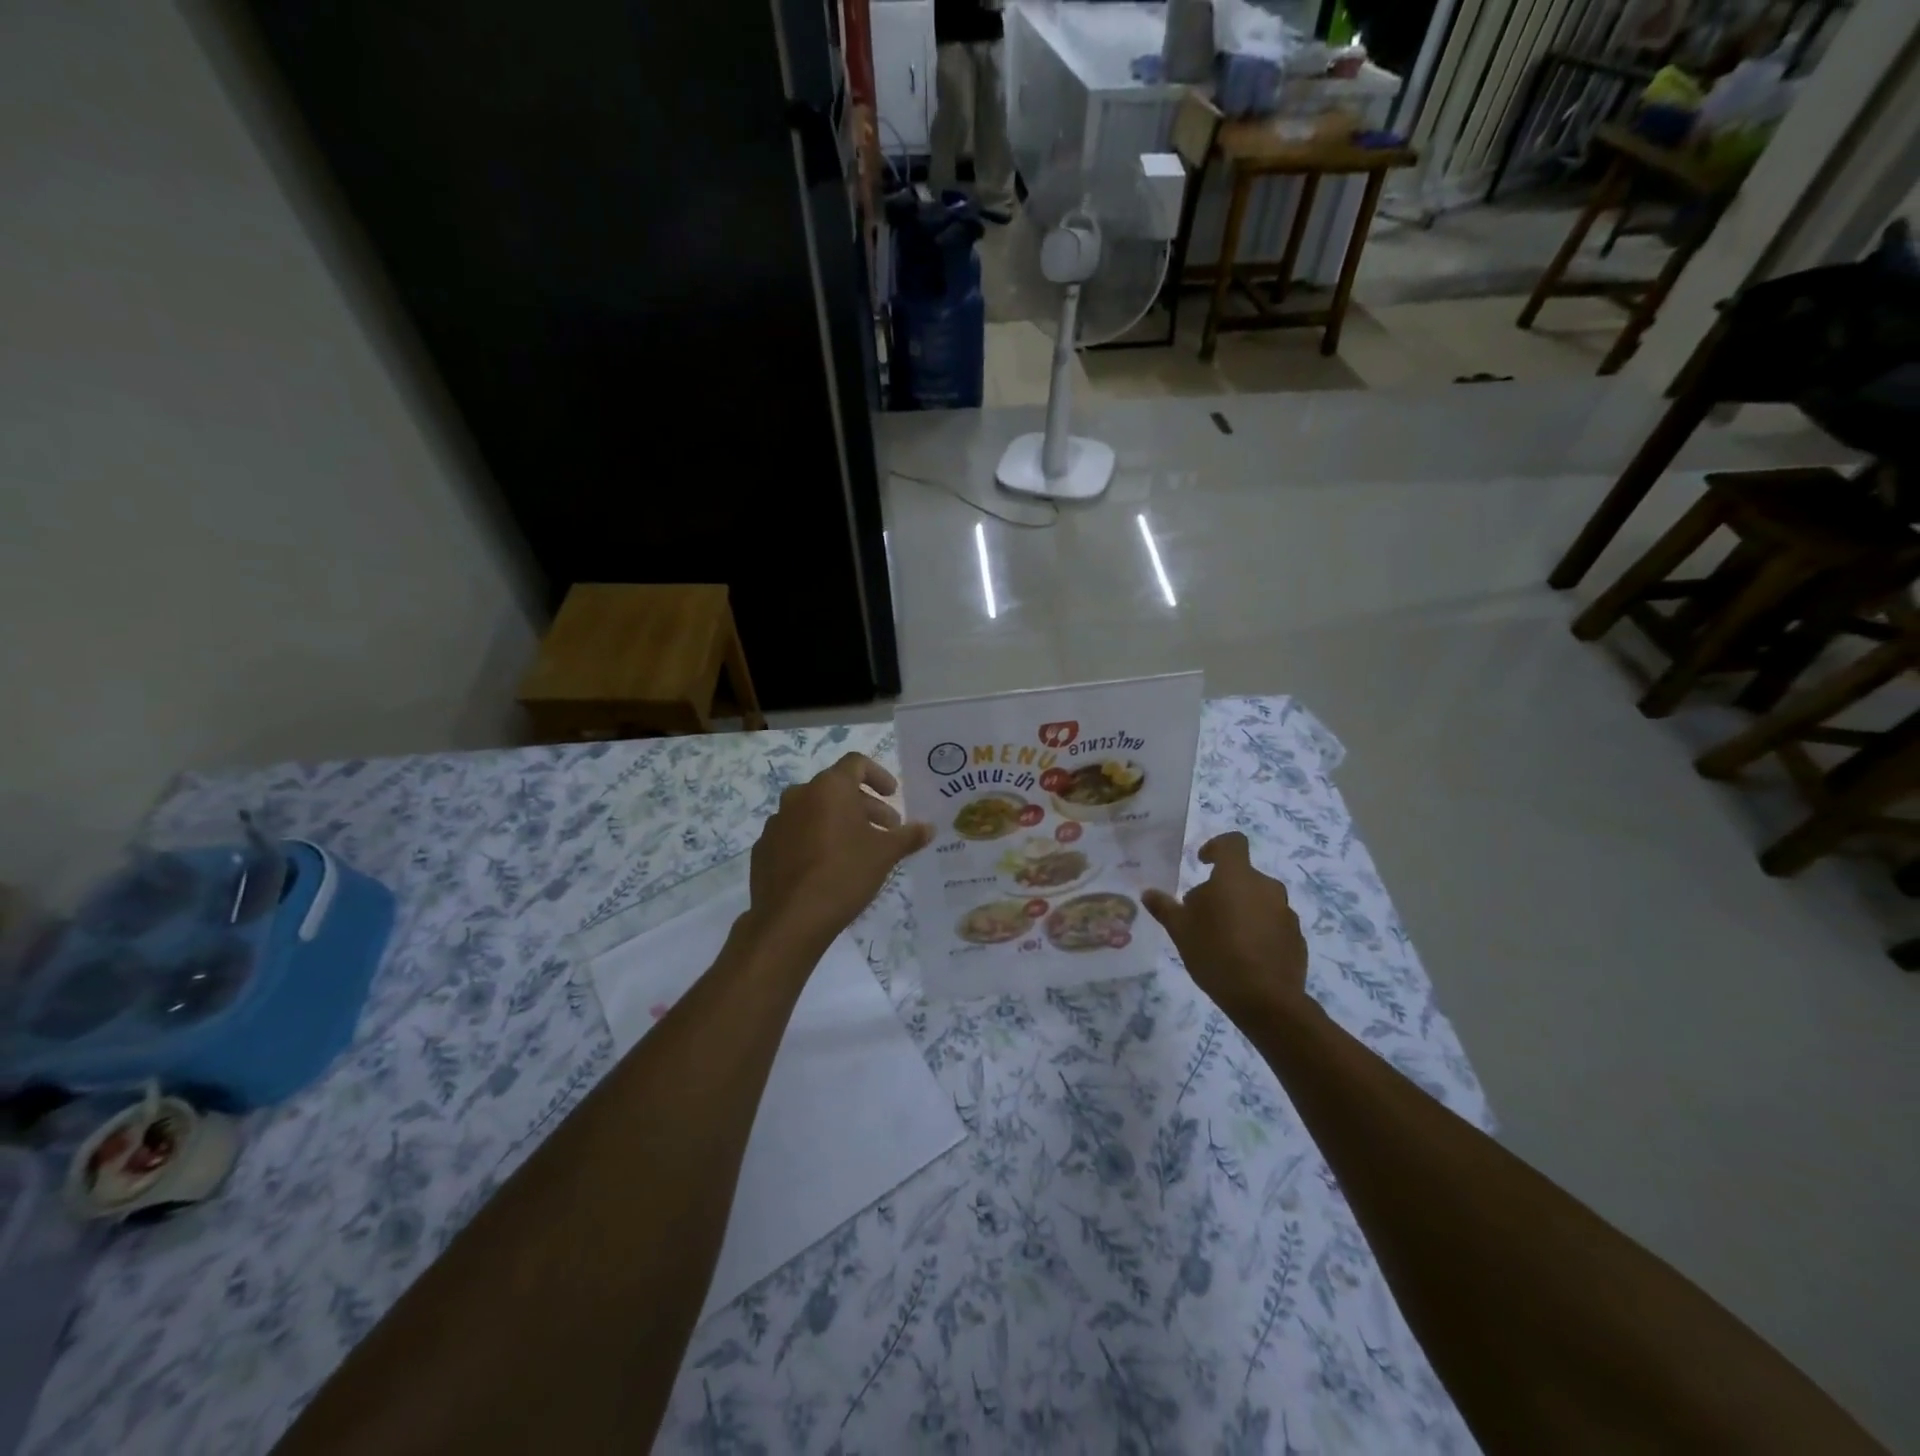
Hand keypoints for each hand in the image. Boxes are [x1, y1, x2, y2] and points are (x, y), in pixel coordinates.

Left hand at [746, 753, 932, 950]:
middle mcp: (799, 795)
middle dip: (864, 805)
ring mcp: (777, 822)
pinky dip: (814, 840)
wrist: (790, 919)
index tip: (892, 795)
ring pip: (814, 811)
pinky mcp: (764, 848)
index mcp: (829, 788)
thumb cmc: (844, 874)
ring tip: (858, 849)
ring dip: (838, 822)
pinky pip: (795, 834)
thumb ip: (908, 836)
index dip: (879, 775)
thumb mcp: (885, 854)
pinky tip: (827, 866)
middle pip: (836, 789)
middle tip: (886, 829)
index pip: (856, 763)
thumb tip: (928, 828)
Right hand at [1143, 832, 1308, 1021]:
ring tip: (1224, 938)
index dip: (1216, 847)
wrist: (1266, 1000)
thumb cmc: (1216, 953)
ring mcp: (1286, 912)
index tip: (1202, 863)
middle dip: (1223, 889)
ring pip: (1258, 900)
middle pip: (1242, 876)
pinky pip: (1273, 923)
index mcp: (1236, 877)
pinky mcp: (1297, 937)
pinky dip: (1259, 930)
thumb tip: (1148, 893)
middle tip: (1203, 914)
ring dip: (1242, 910)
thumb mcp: (1180, 931)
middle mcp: (1266, 887)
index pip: (1232, 843)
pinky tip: (1245, 956)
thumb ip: (1165, 908)